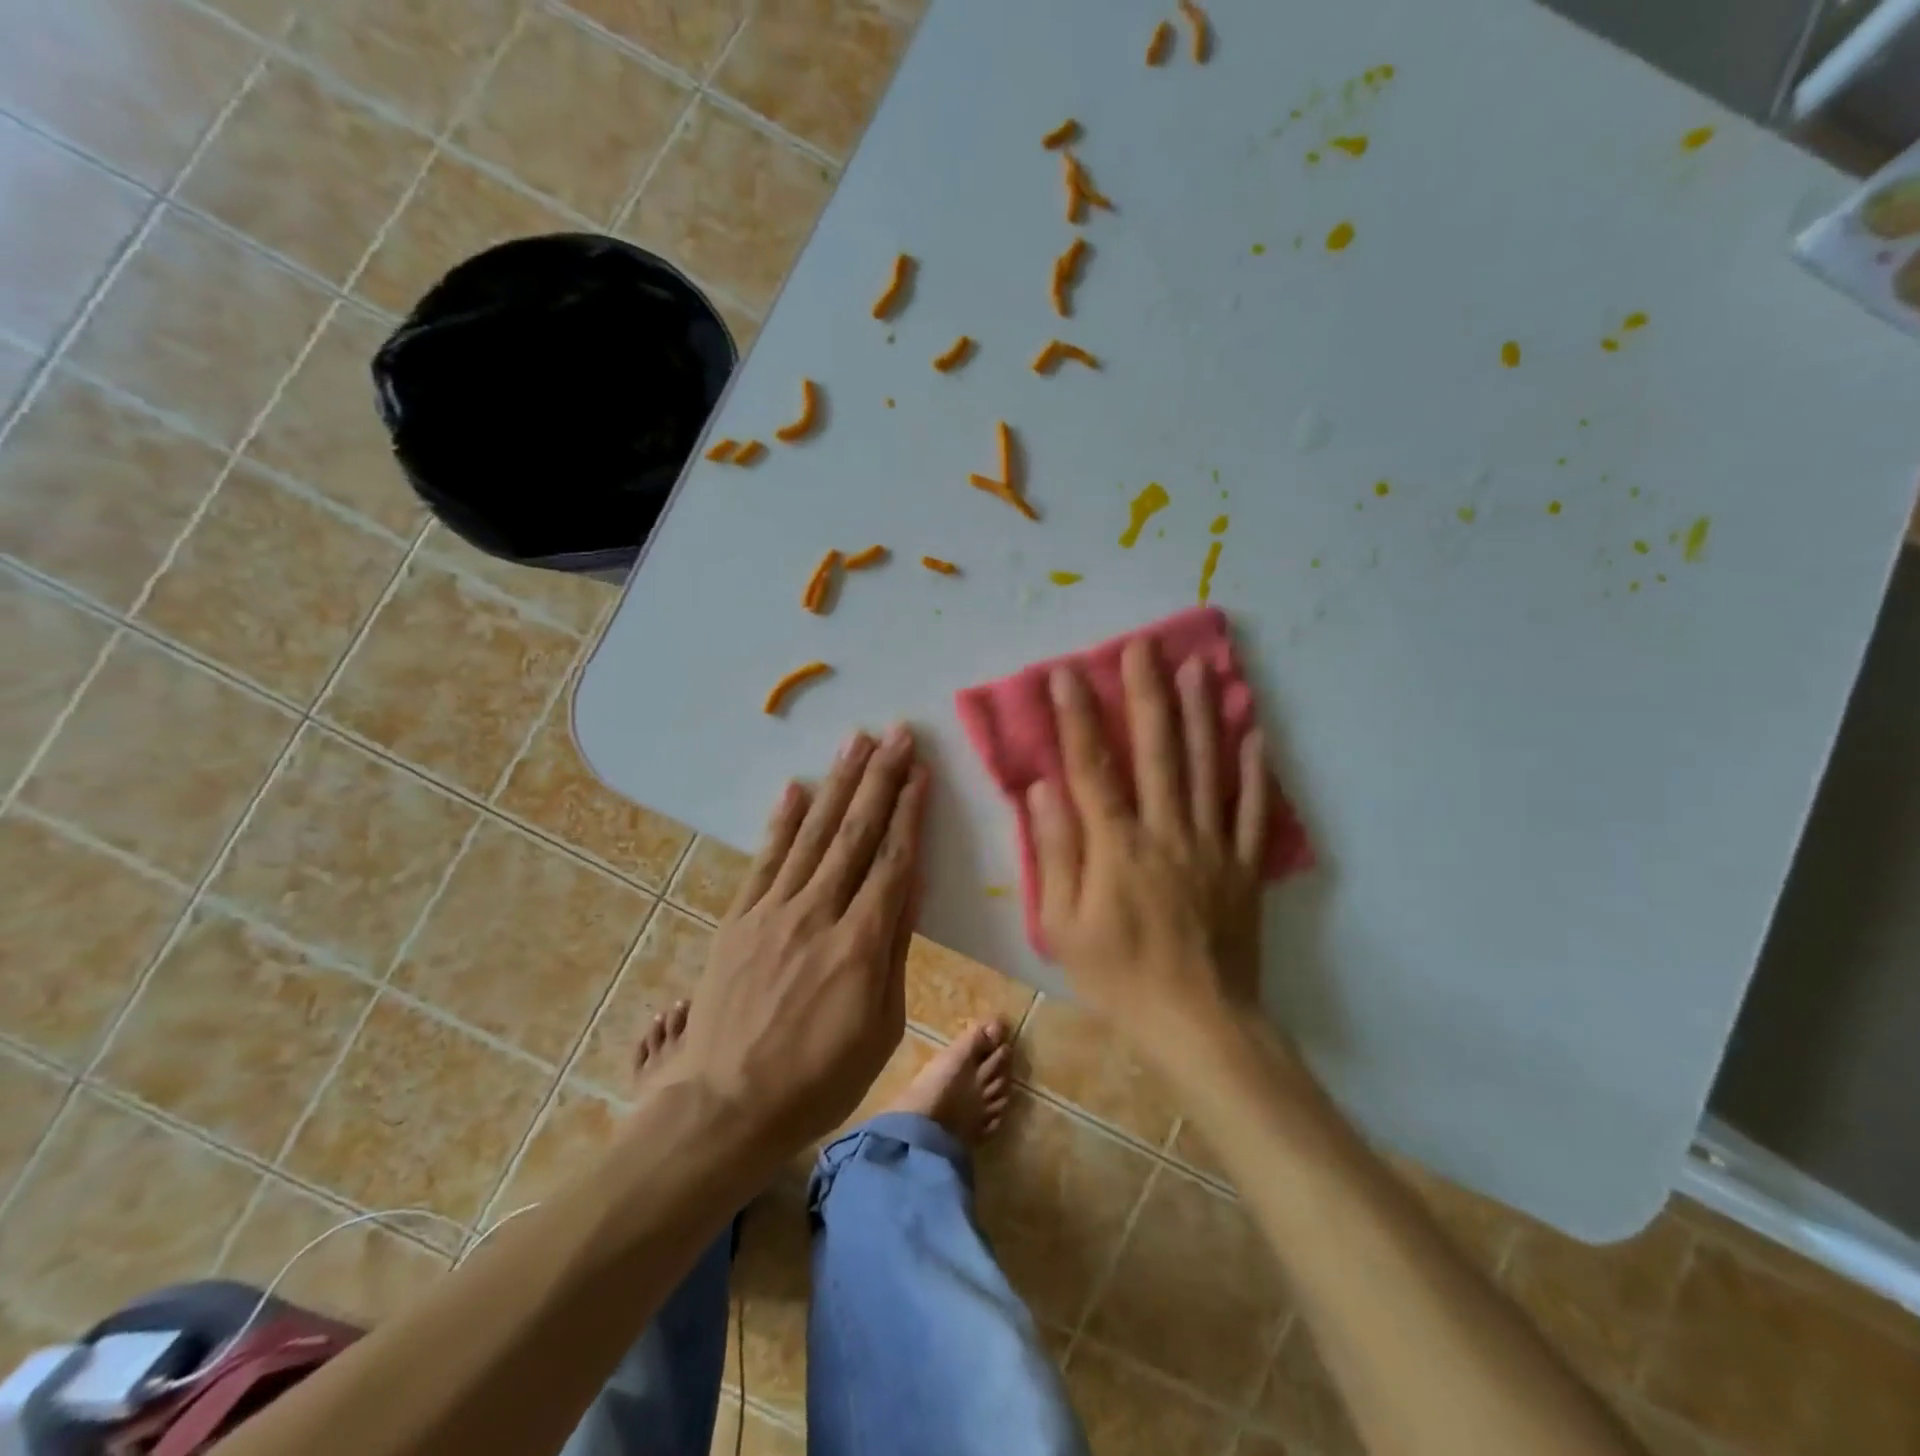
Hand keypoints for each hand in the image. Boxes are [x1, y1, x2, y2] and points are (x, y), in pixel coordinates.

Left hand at [676, 725, 926, 1152]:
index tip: (921, 771)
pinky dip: (782, 821)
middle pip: (854, 833)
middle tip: (898, 734)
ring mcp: (772, 911)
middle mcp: (817, 913)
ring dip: (837, 784)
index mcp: (860, 944)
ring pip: (812, 834)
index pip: (892, 861)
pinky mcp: (739, 919)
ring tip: (857, 742)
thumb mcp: (880, 1027)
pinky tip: (796, 788)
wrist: (725, 1107)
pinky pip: (765, 859)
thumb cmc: (818, 1080)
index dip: (909, 812)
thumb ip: (894, 950)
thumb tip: (909, 887)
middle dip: (880, 779)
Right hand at [1028, 640, 1268, 1040]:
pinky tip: (1254, 731)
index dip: (1077, 716)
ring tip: (1197, 667)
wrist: (1199, 1023)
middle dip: (1147, 693)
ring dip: (1201, 713)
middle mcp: (1167, 831)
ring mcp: (1212, 845)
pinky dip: (1254, 768)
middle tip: (1144, 646)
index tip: (1067, 673)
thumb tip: (1043, 790)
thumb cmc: (1119, 977)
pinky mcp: (1244, 865)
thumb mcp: (1064, 926)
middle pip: (1158, 751)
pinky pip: (1252, 808)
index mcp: (1117, 846)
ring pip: (1208, 766)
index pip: (1092, 767)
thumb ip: (1055, 853)